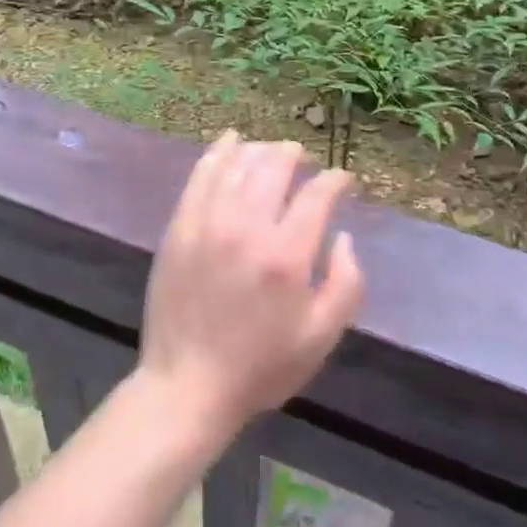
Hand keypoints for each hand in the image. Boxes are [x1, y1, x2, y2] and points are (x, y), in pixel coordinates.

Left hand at [136, 133, 364, 441]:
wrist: (187, 385)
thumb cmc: (261, 366)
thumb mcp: (321, 337)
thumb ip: (346, 283)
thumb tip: (342, 236)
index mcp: (286, 256)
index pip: (316, 194)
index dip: (335, 180)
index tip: (343, 180)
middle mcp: (247, 228)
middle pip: (275, 166)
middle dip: (296, 155)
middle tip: (305, 160)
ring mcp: (208, 222)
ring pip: (239, 163)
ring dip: (261, 150)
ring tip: (273, 152)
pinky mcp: (180, 226)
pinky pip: (202, 174)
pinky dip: (219, 151)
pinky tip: (231, 141)